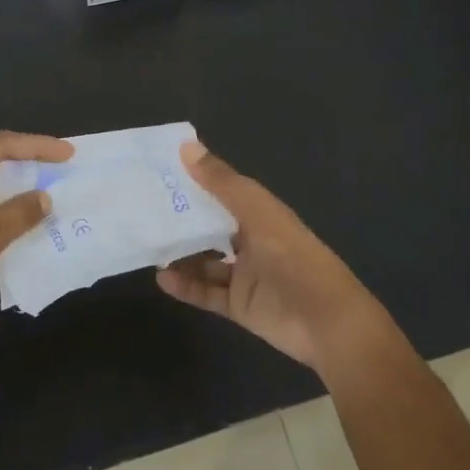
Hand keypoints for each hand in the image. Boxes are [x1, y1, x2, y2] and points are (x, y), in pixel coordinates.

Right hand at [155, 140, 387, 372]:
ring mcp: (245, 275)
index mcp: (260, 214)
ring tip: (147, 245)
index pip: (222, 191)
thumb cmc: (295, 259)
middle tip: (142, 210)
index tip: (159, 171)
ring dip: (181, 254)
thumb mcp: (258, 214)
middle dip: (182, 220)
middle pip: (211, 227)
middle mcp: (252, 241)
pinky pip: (206, 293)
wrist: (326, 323)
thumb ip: (222, 183)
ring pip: (205, 261)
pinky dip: (186, 286)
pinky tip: (162, 277)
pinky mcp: (240, 305)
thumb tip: (186, 146)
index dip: (195, 180)